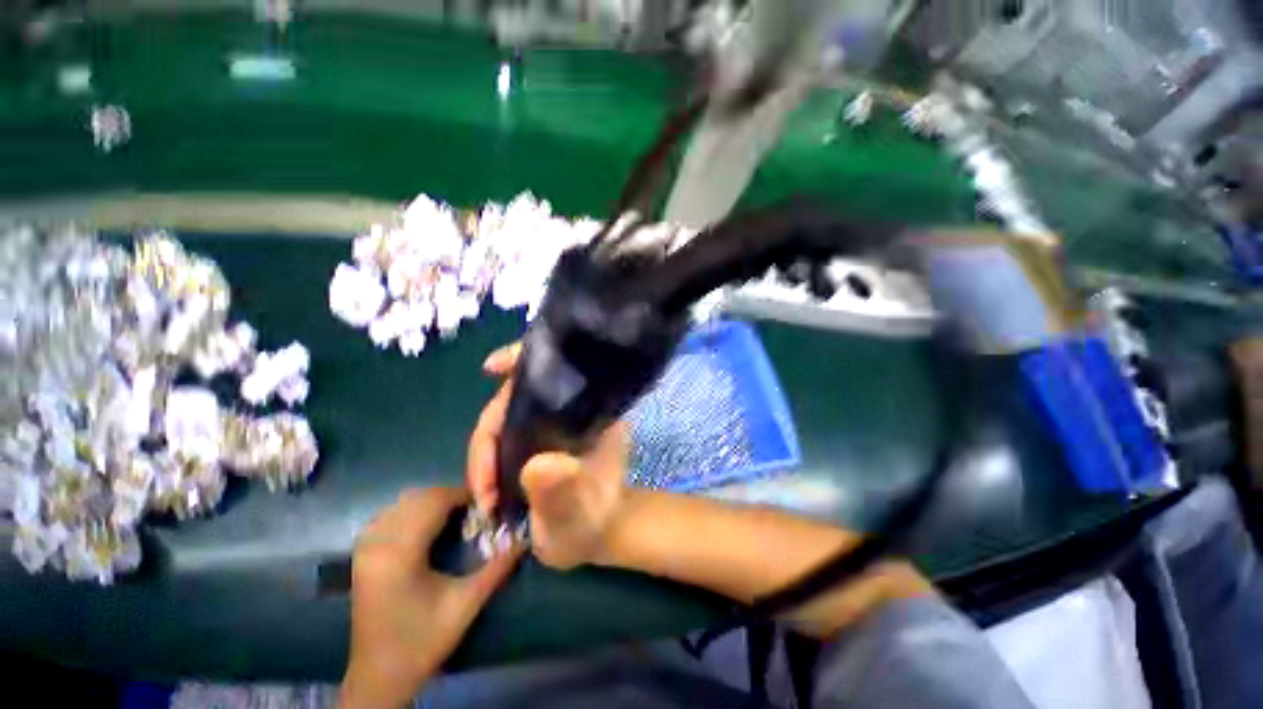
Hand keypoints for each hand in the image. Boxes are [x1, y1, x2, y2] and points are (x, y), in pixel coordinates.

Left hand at [341, 488, 521, 707]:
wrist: (379, 675)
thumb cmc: (423, 639)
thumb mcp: (466, 605)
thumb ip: (497, 568)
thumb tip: (524, 539)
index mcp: (401, 553)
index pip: (434, 502)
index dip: (462, 494)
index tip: (485, 503)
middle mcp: (378, 543)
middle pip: (418, 497)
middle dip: (449, 496)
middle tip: (474, 510)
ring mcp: (365, 548)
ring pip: (402, 502)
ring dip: (431, 502)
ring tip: (454, 516)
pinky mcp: (361, 555)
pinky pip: (389, 515)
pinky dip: (412, 511)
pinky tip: (426, 525)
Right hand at [468, 343, 629, 569]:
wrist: (595, 536)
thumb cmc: (593, 519)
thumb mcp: (579, 508)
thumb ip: (561, 489)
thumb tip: (536, 466)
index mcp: (591, 411)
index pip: (557, 372)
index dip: (523, 362)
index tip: (491, 367)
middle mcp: (571, 408)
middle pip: (518, 399)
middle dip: (488, 437)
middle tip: (483, 485)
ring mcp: (553, 422)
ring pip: (506, 418)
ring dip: (485, 454)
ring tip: (485, 496)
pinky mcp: (539, 436)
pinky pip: (504, 433)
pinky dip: (487, 457)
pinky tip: (485, 486)